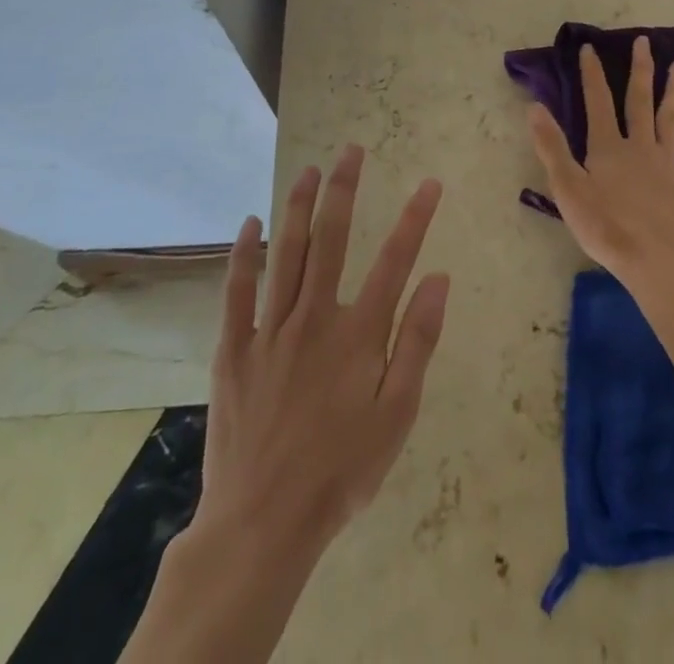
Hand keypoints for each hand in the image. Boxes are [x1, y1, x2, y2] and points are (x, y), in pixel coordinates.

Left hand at [125, 147, 449, 663]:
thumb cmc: (341, 469)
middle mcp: (314, 317)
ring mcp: (270, 330)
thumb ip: (417, 342)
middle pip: (331, 239)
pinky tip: (249, 223)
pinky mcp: (234, 349)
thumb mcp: (397, 415)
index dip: (415, 218)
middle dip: (343, 189)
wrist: (263, 523)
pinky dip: (243, 254)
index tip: (429, 183)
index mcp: (358, 334)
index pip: (395, 259)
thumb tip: (439, 278)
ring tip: (308, 170)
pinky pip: (237, 291)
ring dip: (297, 206)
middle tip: (351, 150)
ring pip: (285, 253)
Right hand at [527, 35, 673, 283]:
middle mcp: (640, 146)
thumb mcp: (567, 189)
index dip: (592, 74)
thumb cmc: (605, 228)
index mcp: (608, 148)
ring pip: (671, 119)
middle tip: (644, 42)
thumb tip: (535, 107)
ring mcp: (668, 164)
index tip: (589, 48)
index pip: (597, 102)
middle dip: (640, 70)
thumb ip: (551, 147)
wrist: (655, 262)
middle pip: (639, 101)